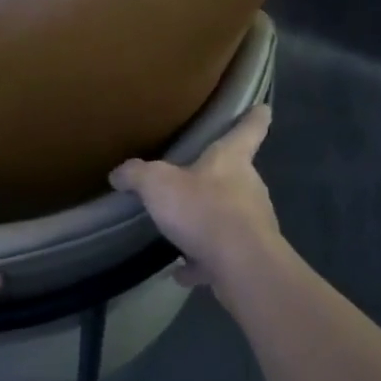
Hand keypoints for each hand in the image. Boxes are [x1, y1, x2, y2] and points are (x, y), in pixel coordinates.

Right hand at [109, 104, 287, 299]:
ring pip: (229, 216)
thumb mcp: (158, 185)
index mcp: (231, 159)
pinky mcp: (249, 257)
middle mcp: (248, 187)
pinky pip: (221, 254)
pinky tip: (181, 271)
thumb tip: (118, 173)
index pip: (249, 129)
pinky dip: (202, 261)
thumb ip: (137, 175)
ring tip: (181, 230)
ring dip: (208, 222)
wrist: (242, 267)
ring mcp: (253, 224)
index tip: (263, 109)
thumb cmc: (204, 209)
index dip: (254, 117)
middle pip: (236, 175)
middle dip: (218, 177)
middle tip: (194, 179)